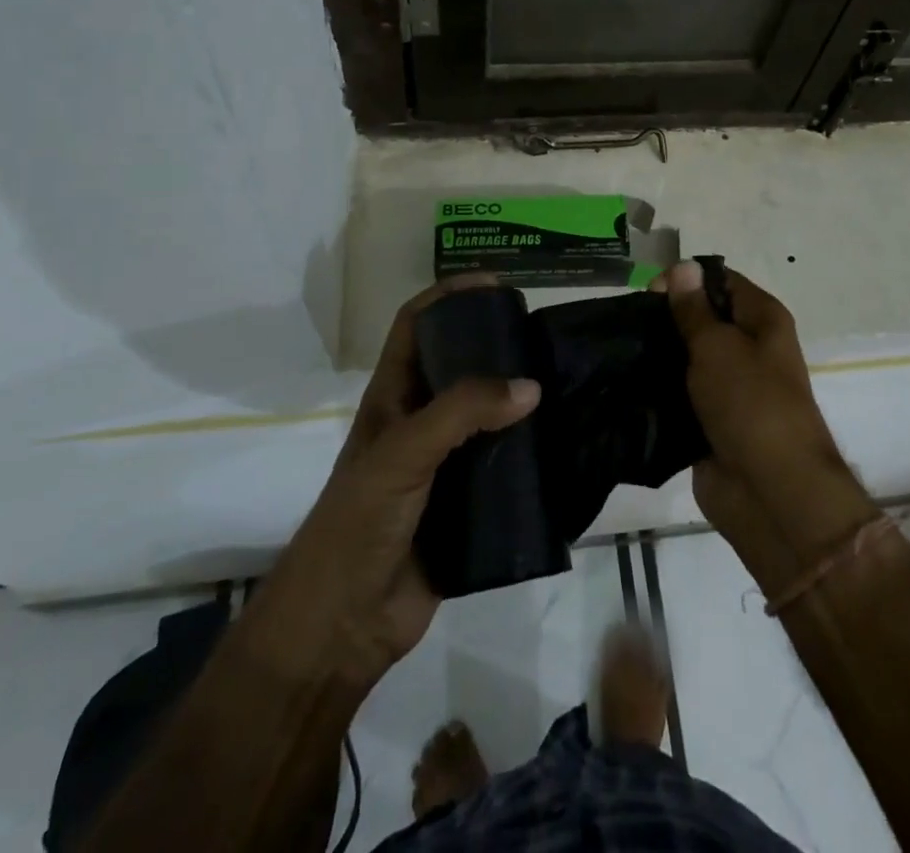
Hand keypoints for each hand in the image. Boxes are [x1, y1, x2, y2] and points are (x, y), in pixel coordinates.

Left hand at [240, 276, 539, 691]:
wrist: (344, 625)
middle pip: (460, 367)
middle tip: (543, 338)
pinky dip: (532, 456)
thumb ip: (462, 412)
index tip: (495, 285)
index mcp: (392, 398)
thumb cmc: (358, 522)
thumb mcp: (403, 452)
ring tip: (565, 385)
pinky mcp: (469, 506)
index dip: (449, 295)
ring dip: (520, 402)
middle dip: (497, 347)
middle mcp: (419, 423)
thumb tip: (531, 386)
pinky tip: (564, 447)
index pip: (416, 325)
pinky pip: (506, 469)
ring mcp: (444, 466)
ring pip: (489, 418)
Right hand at [652, 262, 874, 587]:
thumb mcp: (717, 346)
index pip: (721, 281)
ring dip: (659, 355)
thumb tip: (683, 267)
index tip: (648, 290)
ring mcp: (730, 387)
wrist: (770, 493)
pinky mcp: (710, 420)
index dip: (686, 279)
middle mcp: (750, 348)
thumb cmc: (750, 403)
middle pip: (702, 318)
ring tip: (620, 351)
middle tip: (628, 323)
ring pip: (687, 358)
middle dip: (666, 317)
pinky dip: (658, 390)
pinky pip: (680, 394)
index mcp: (762, 320)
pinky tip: (625, 383)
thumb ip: (693, 309)